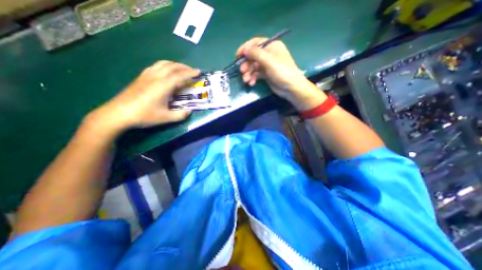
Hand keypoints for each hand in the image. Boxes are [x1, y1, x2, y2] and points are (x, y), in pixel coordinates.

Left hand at [84, 61, 199, 137]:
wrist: (118, 113)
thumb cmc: (144, 115)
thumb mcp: (166, 118)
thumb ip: (181, 115)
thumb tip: (190, 111)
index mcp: (163, 86)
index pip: (180, 76)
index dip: (191, 73)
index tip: (199, 72)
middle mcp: (156, 77)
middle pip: (172, 66)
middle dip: (184, 67)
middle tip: (192, 70)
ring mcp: (147, 75)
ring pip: (163, 64)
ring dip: (174, 64)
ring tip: (181, 69)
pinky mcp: (141, 77)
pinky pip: (155, 66)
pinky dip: (165, 66)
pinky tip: (166, 71)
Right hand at [237, 36, 325, 109]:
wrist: (291, 88)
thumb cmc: (282, 71)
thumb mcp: (269, 61)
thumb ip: (256, 54)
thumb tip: (244, 50)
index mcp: (271, 46)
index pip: (255, 43)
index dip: (245, 48)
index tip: (237, 56)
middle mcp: (268, 54)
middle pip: (253, 56)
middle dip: (246, 64)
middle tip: (242, 72)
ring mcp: (267, 65)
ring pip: (253, 66)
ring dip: (248, 73)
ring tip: (246, 80)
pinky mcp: (266, 74)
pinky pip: (256, 74)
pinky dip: (253, 78)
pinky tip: (251, 83)